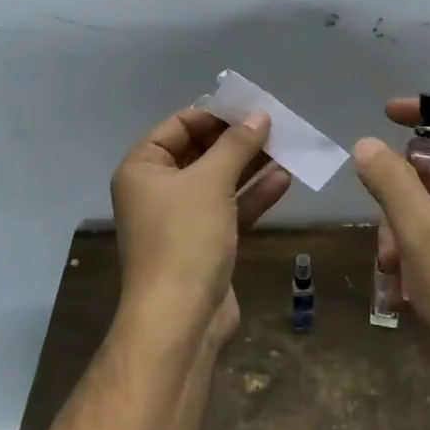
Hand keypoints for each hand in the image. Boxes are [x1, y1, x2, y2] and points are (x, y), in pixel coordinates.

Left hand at [110, 107, 291, 343]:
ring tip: (286, 147)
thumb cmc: (185, 238)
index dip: (214, 115)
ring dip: (250, 165)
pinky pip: (229, 208)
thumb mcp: (211, 181)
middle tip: (273, 126)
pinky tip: (284, 179)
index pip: (178, 126)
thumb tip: (259, 115)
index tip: (249, 109)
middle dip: (237, 140)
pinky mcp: (204, 243)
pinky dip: (253, 194)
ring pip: (219, 181)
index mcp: (143, 168)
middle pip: (200, 152)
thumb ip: (237, 144)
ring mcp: (181, 219)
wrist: (180, 320)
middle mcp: (157, 190)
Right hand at [354, 99, 429, 375]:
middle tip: (379, 210)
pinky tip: (399, 283)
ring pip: (429, 203)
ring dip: (400, 224)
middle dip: (399, 185)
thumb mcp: (418, 230)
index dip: (422, 110)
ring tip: (389, 262)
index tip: (384, 115)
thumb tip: (366, 144)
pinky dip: (412, 247)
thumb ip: (390, 180)